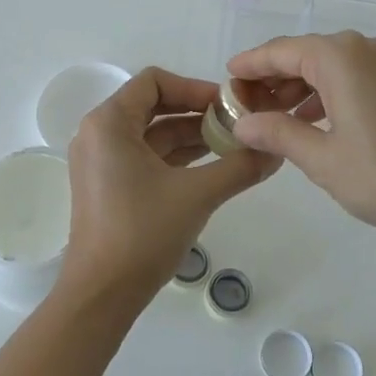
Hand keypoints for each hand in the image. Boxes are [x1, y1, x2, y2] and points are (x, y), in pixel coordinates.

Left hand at [57, 67, 279, 309]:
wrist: (102, 294)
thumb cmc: (143, 232)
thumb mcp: (198, 194)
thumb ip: (240, 167)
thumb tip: (277, 151)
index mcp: (109, 123)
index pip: (154, 81)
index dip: (194, 88)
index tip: (227, 106)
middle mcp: (99, 134)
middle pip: (153, 106)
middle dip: (196, 113)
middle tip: (236, 125)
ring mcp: (100, 161)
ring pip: (151, 133)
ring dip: (190, 136)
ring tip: (232, 146)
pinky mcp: (107, 185)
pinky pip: (144, 156)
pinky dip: (175, 157)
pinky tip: (210, 167)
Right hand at [227, 33, 375, 241]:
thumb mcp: (322, 158)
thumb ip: (278, 133)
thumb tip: (242, 123)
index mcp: (342, 57)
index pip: (282, 51)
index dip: (251, 65)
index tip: (227, 78)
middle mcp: (368, 48)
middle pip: (308, 55)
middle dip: (276, 79)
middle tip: (248, 107)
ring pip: (334, 66)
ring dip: (303, 88)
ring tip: (277, 118)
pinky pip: (358, 77)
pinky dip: (332, 93)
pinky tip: (318, 121)